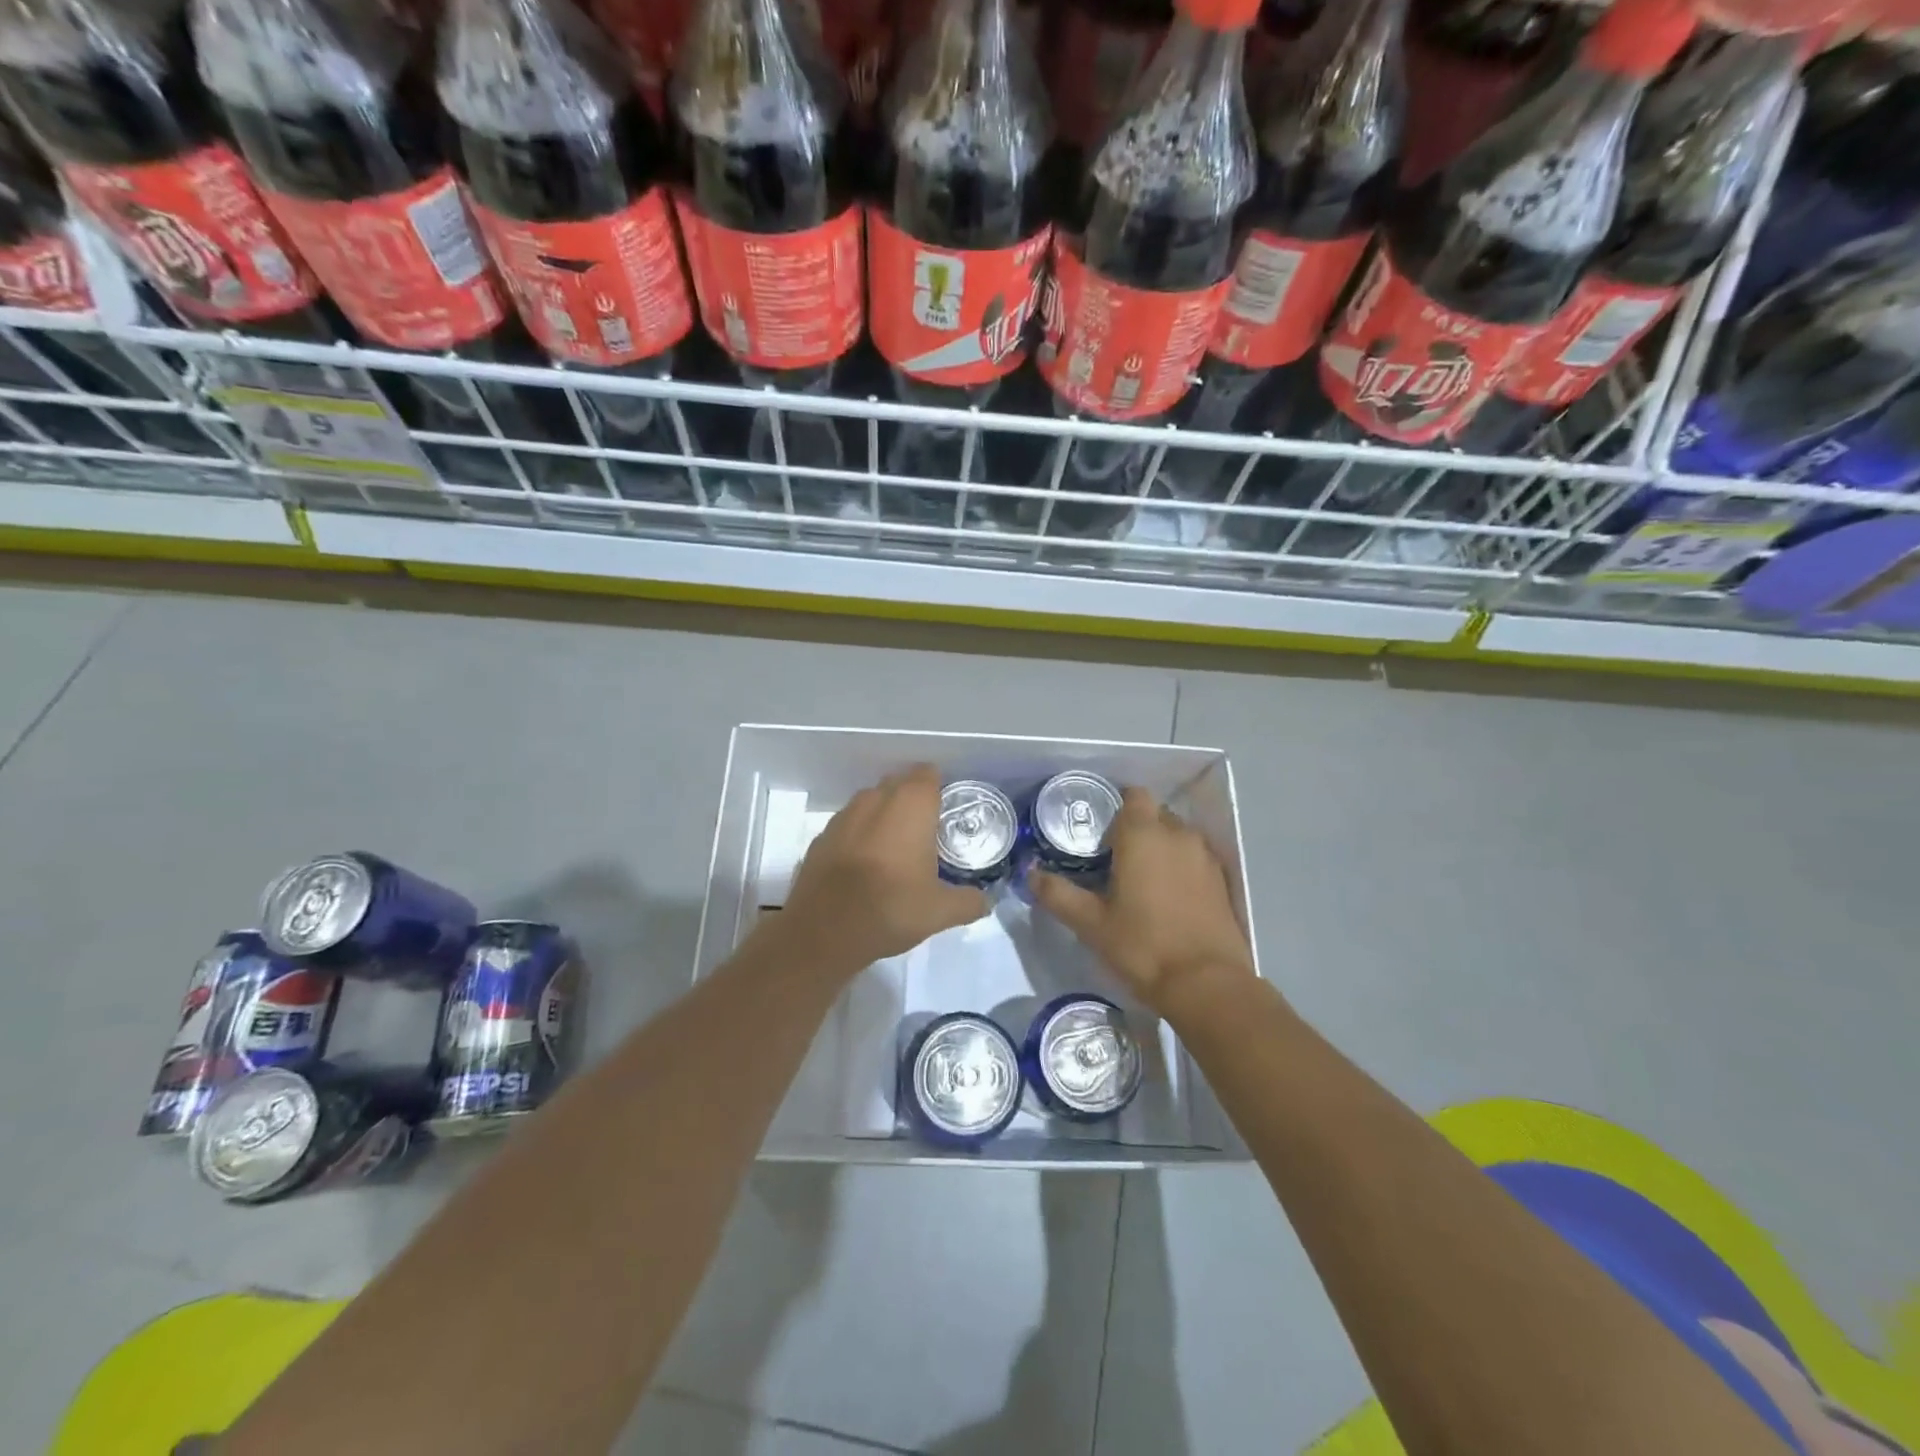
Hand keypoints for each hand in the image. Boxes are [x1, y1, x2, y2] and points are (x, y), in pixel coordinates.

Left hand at [780, 764, 988, 973]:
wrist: (823, 932)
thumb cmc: (890, 908)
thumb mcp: (941, 912)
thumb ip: (969, 902)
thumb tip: (986, 902)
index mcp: (910, 805)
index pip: (928, 774)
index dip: (939, 788)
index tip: (947, 811)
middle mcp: (876, 800)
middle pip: (899, 784)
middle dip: (912, 800)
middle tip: (928, 831)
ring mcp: (843, 816)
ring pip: (871, 803)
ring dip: (884, 816)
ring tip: (897, 848)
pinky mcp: (821, 837)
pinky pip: (849, 825)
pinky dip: (860, 836)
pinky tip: (865, 865)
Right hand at [1031, 787, 1256, 1018]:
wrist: (1206, 985)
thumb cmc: (1142, 947)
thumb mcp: (1090, 924)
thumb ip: (1058, 894)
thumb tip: (1030, 874)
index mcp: (1143, 835)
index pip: (1133, 795)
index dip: (1116, 808)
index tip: (1100, 835)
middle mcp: (1178, 835)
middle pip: (1155, 814)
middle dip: (1136, 829)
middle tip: (1114, 861)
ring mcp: (1205, 857)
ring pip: (1177, 837)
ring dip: (1160, 848)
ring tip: (1142, 881)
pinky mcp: (1222, 881)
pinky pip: (1195, 859)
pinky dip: (1181, 868)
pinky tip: (1169, 898)